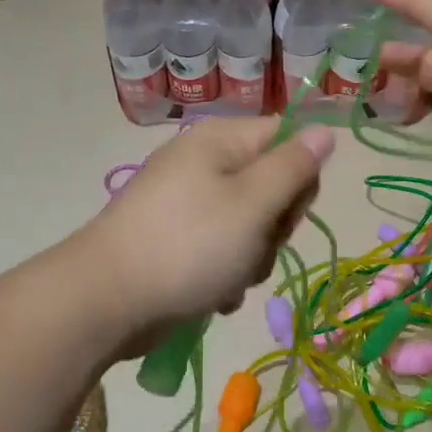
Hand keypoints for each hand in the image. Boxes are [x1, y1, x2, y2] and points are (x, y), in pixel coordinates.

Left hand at [79, 118, 333, 353]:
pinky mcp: (175, 240)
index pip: (286, 139)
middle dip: (273, 227)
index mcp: (220, 142)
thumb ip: (294, 166)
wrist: (106, 300)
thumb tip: (325, 130)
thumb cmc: (189, 245)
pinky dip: (224, 274)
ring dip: (251, 259)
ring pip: (249, 226)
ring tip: (229, 278)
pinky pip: (220, 250)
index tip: (288, 210)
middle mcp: (203, 164)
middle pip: (270, 186)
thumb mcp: (253, 203)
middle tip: (255, 246)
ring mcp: (185, 204)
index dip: (299, 176)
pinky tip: (212, 295)